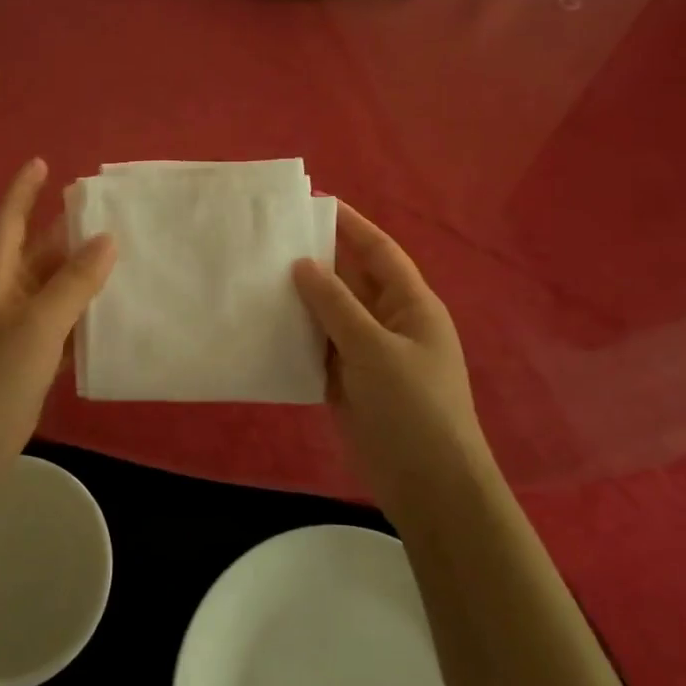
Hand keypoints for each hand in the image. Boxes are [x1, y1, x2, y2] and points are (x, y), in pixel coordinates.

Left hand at [0, 159, 115, 463]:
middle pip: (37, 255)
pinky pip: (57, 329)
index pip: (9, 222)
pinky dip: (81, 321)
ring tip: (125, 261)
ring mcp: (11, 334)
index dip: (24, 191)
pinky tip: (111, 320)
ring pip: (52, 293)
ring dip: (82, 278)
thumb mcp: (35, 328)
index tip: (43, 161)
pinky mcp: (22, 365)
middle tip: (113, 215)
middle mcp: (1, 298)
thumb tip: (106, 239)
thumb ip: (73, 284)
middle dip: (68, 234)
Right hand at [293, 203, 493, 510]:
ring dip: (302, 299)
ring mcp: (369, 354)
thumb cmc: (412, 406)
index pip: (379, 252)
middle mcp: (390, 323)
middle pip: (351, 280)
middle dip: (318, 260)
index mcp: (411, 305)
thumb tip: (303, 265)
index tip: (315, 202)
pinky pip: (319, 348)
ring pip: (331, 315)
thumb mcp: (374, 348)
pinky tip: (264, 325)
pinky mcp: (348, 382)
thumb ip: (336, 305)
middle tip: (272, 238)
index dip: (351, 225)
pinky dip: (296, 337)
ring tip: (258, 275)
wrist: (427, 483)